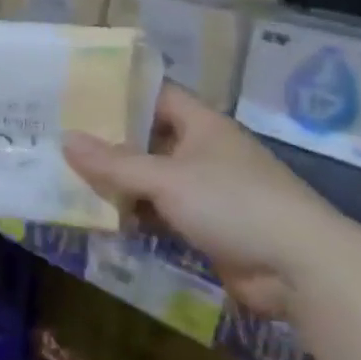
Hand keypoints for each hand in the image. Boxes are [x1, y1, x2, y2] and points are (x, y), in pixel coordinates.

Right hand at [62, 83, 340, 316]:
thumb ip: (115, 163)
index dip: (121, 92)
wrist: (300, 267)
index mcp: (201, 124)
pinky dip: (137, 215)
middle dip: (110, 142)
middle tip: (60, 138)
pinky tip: (104, 218)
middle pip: (150, 138)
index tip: (78, 92)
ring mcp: (207, 190)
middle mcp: (203, 151)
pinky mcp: (208, 226)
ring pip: (153, 179)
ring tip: (69, 178)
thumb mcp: (168, 179)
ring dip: (120, 183)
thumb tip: (65, 140)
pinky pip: (162, 213)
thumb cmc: (233, 203)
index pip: (157, 94)